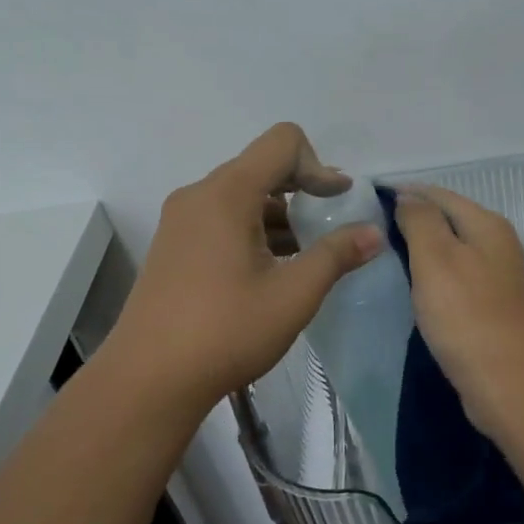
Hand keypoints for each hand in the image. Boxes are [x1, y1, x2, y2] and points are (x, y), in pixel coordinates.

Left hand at [105, 123, 384, 411]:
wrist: (148, 380)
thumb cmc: (226, 331)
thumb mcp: (293, 294)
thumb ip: (337, 256)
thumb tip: (374, 233)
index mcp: (227, 194)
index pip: (282, 143)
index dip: (318, 165)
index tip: (338, 202)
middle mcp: (199, 196)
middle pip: (260, 166)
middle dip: (302, 188)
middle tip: (331, 223)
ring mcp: (180, 221)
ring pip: (241, 195)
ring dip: (278, 213)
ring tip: (306, 253)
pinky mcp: (173, 246)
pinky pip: (221, 218)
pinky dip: (253, 229)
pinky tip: (271, 269)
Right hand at [390, 184, 523, 438]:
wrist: (512, 383)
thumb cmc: (468, 316)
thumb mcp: (436, 258)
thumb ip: (420, 222)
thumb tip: (408, 197)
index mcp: (487, 225)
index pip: (439, 195)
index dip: (404, 194)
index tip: (367, 201)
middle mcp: (497, 245)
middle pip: (449, 222)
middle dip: (413, 221)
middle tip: (369, 231)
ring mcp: (497, 280)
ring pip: (452, 253)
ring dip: (422, 252)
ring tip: (384, 258)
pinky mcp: (491, 310)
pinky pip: (455, 282)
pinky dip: (433, 280)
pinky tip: (413, 291)